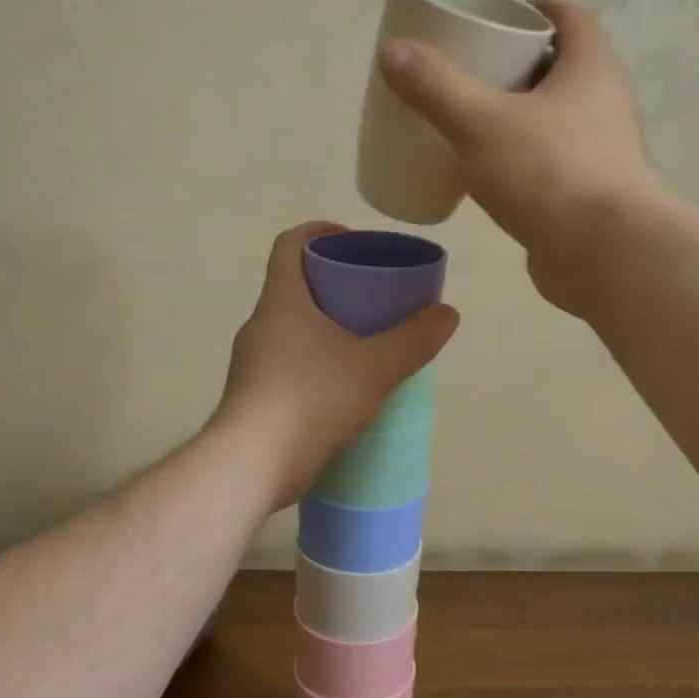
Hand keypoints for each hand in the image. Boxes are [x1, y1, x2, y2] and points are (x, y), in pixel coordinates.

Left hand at [211, 222, 458, 507]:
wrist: (250, 466)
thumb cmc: (310, 401)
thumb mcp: (373, 368)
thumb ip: (413, 340)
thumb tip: (447, 314)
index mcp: (281, 301)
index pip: (289, 244)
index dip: (319, 231)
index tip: (352, 242)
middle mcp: (260, 324)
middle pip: (295, 285)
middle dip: (334, 283)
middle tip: (374, 297)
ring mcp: (253, 362)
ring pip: (292, 328)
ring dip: (326, 326)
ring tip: (367, 342)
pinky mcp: (255, 395)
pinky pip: (289, 362)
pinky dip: (316, 360)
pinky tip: (345, 385)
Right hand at [377, 0, 660, 315]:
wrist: (605, 256)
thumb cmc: (550, 173)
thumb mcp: (481, 123)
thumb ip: (436, 87)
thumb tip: (393, 51)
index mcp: (590, 68)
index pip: (570, 18)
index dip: (533, 11)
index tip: (494, 21)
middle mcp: (604, 104)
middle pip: (559, 69)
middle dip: (515, 67)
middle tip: (468, 74)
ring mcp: (599, 154)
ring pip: (553, 120)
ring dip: (517, 118)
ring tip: (469, 125)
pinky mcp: (587, 196)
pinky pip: (548, 164)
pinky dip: (520, 162)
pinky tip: (486, 177)